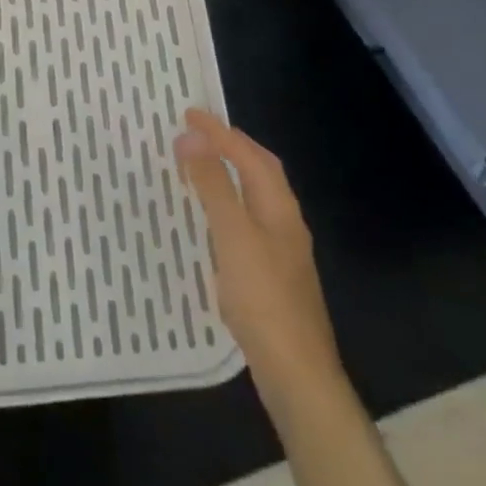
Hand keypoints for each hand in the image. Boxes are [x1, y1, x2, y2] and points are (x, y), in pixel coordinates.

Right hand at [177, 109, 341, 417]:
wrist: (297, 373)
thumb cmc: (263, 298)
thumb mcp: (233, 235)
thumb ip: (213, 185)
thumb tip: (192, 137)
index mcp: (279, 207)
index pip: (250, 155)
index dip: (220, 132)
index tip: (189, 113)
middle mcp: (285, 222)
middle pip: (261, 172)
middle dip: (232, 146)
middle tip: (199, 132)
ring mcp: (283, 251)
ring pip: (256, 197)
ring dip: (231, 174)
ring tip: (202, 165)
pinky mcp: (273, 276)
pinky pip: (249, 221)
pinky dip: (229, 205)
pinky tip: (214, 222)